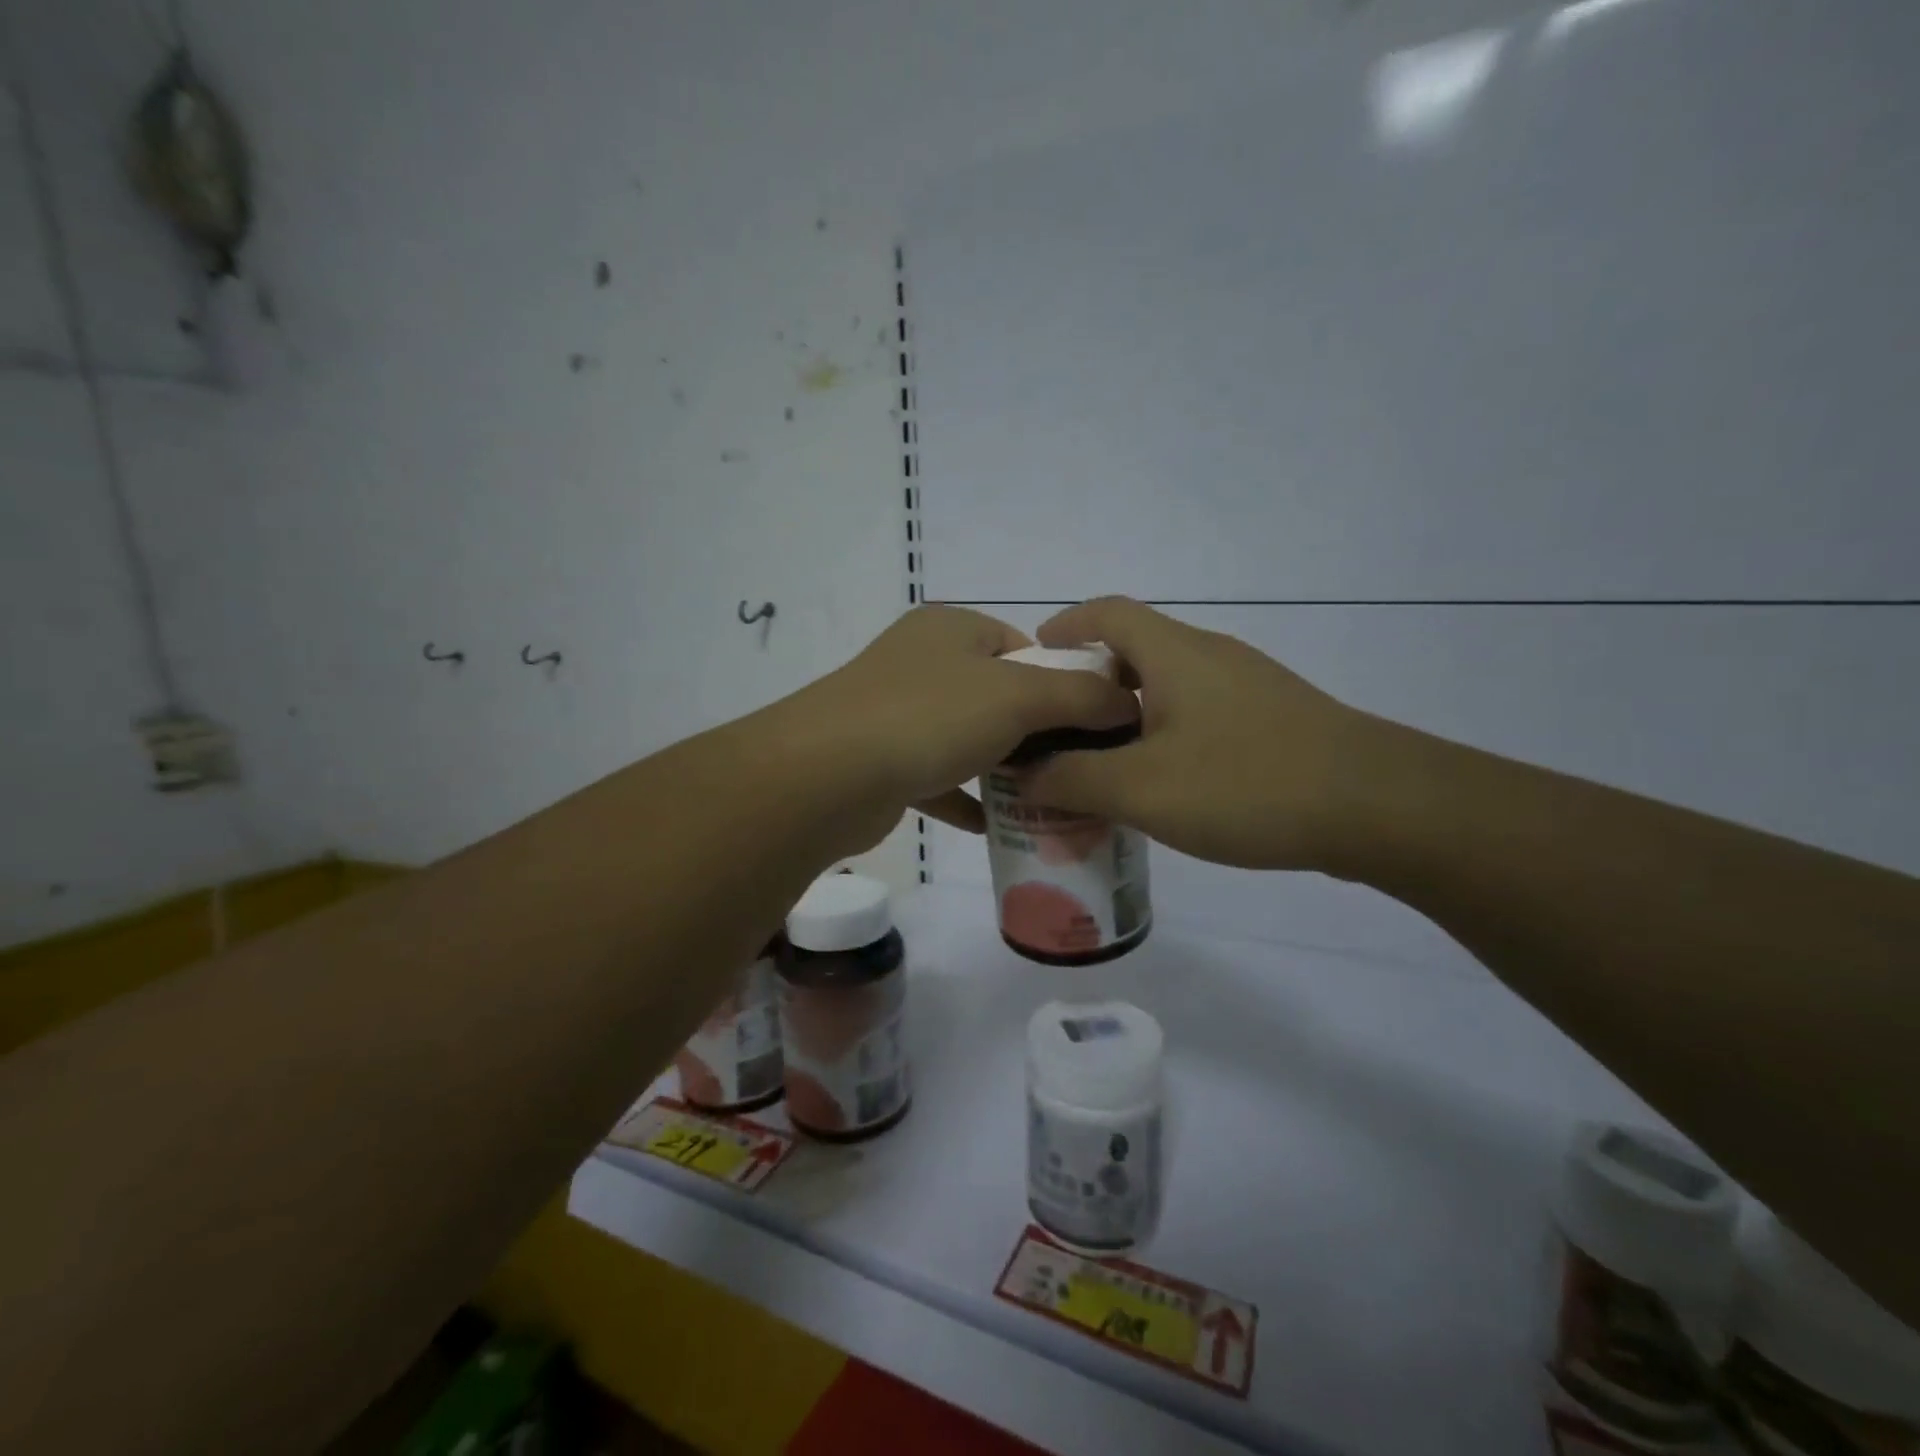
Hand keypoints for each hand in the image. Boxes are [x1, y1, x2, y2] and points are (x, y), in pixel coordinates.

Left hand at [769, 605, 1139, 848]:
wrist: (825, 777)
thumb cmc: (929, 718)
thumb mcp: (1019, 697)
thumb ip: (1081, 696)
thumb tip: (1127, 703)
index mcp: (950, 628)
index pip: (1023, 645)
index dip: (1061, 680)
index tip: (1088, 725)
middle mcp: (920, 661)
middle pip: (995, 692)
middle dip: (1033, 730)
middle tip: (1071, 767)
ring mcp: (893, 710)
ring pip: (964, 736)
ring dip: (999, 766)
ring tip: (1044, 796)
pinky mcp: (879, 759)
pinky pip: (935, 776)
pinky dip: (962, 796)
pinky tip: (992, 824)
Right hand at [1022, 598, 1378, 869]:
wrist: (1379, 807)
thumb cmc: (1247, 783)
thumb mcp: (1142, 789)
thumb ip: (1073, 780)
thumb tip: (1023, 773)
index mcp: (1175, 654)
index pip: (1108, 612)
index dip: (1066, 625)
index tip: (1036, 660)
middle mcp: (1211, 657)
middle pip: (1137, 649)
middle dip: (1090, 682)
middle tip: (1058, 729)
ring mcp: (1248, 687)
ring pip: (1170, 687)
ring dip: (1128, 715)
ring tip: (1100, 763)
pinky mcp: (1273, 721)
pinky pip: (1200, 715)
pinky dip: (1165, 736)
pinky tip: (1164, 784)